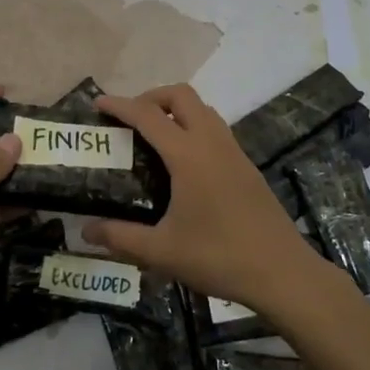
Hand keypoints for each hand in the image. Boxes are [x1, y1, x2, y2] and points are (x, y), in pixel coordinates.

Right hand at [83, 85, 329, 315]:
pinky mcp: (247, 167)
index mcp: (188, 155)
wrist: (283, 273)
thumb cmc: (219, 257)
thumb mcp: (162, 251)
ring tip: (153, 137)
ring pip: (203, 109)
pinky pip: (215, 130)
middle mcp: (212, 143)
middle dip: (151, 97)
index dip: (120, 105)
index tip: (98, 103)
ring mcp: (234, 153)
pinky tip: (182, 163)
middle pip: (181, 96)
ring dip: (176, 110)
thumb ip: (120, 237)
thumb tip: (86, 231)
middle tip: (130, 120)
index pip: (148, 116)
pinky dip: (193, 127)